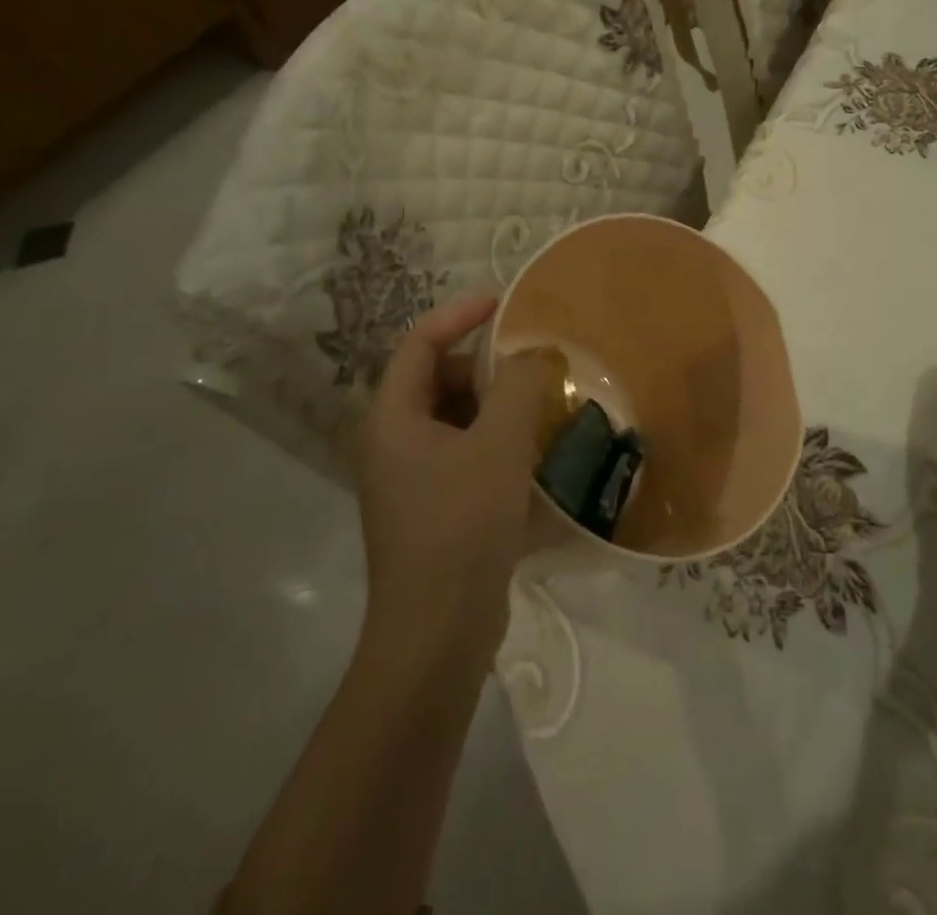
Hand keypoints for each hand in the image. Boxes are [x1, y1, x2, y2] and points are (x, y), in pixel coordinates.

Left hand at [352, 295, 558, 665]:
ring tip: (543, 408)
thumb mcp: (498, 447)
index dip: (458, 314)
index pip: (419, 343)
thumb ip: (518, 388)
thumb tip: (533, 355)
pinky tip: (537, 457)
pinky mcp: (436, 508)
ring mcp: (414, 479)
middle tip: (533, 368)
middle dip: (486, 368)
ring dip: (498, 408)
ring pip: (458, 420)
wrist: (437, 636)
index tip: (503, 301)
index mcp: (393, 419)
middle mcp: (395, 442)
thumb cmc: (461, 527)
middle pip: (440, 380)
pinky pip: (468, 454)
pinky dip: (499, 444)